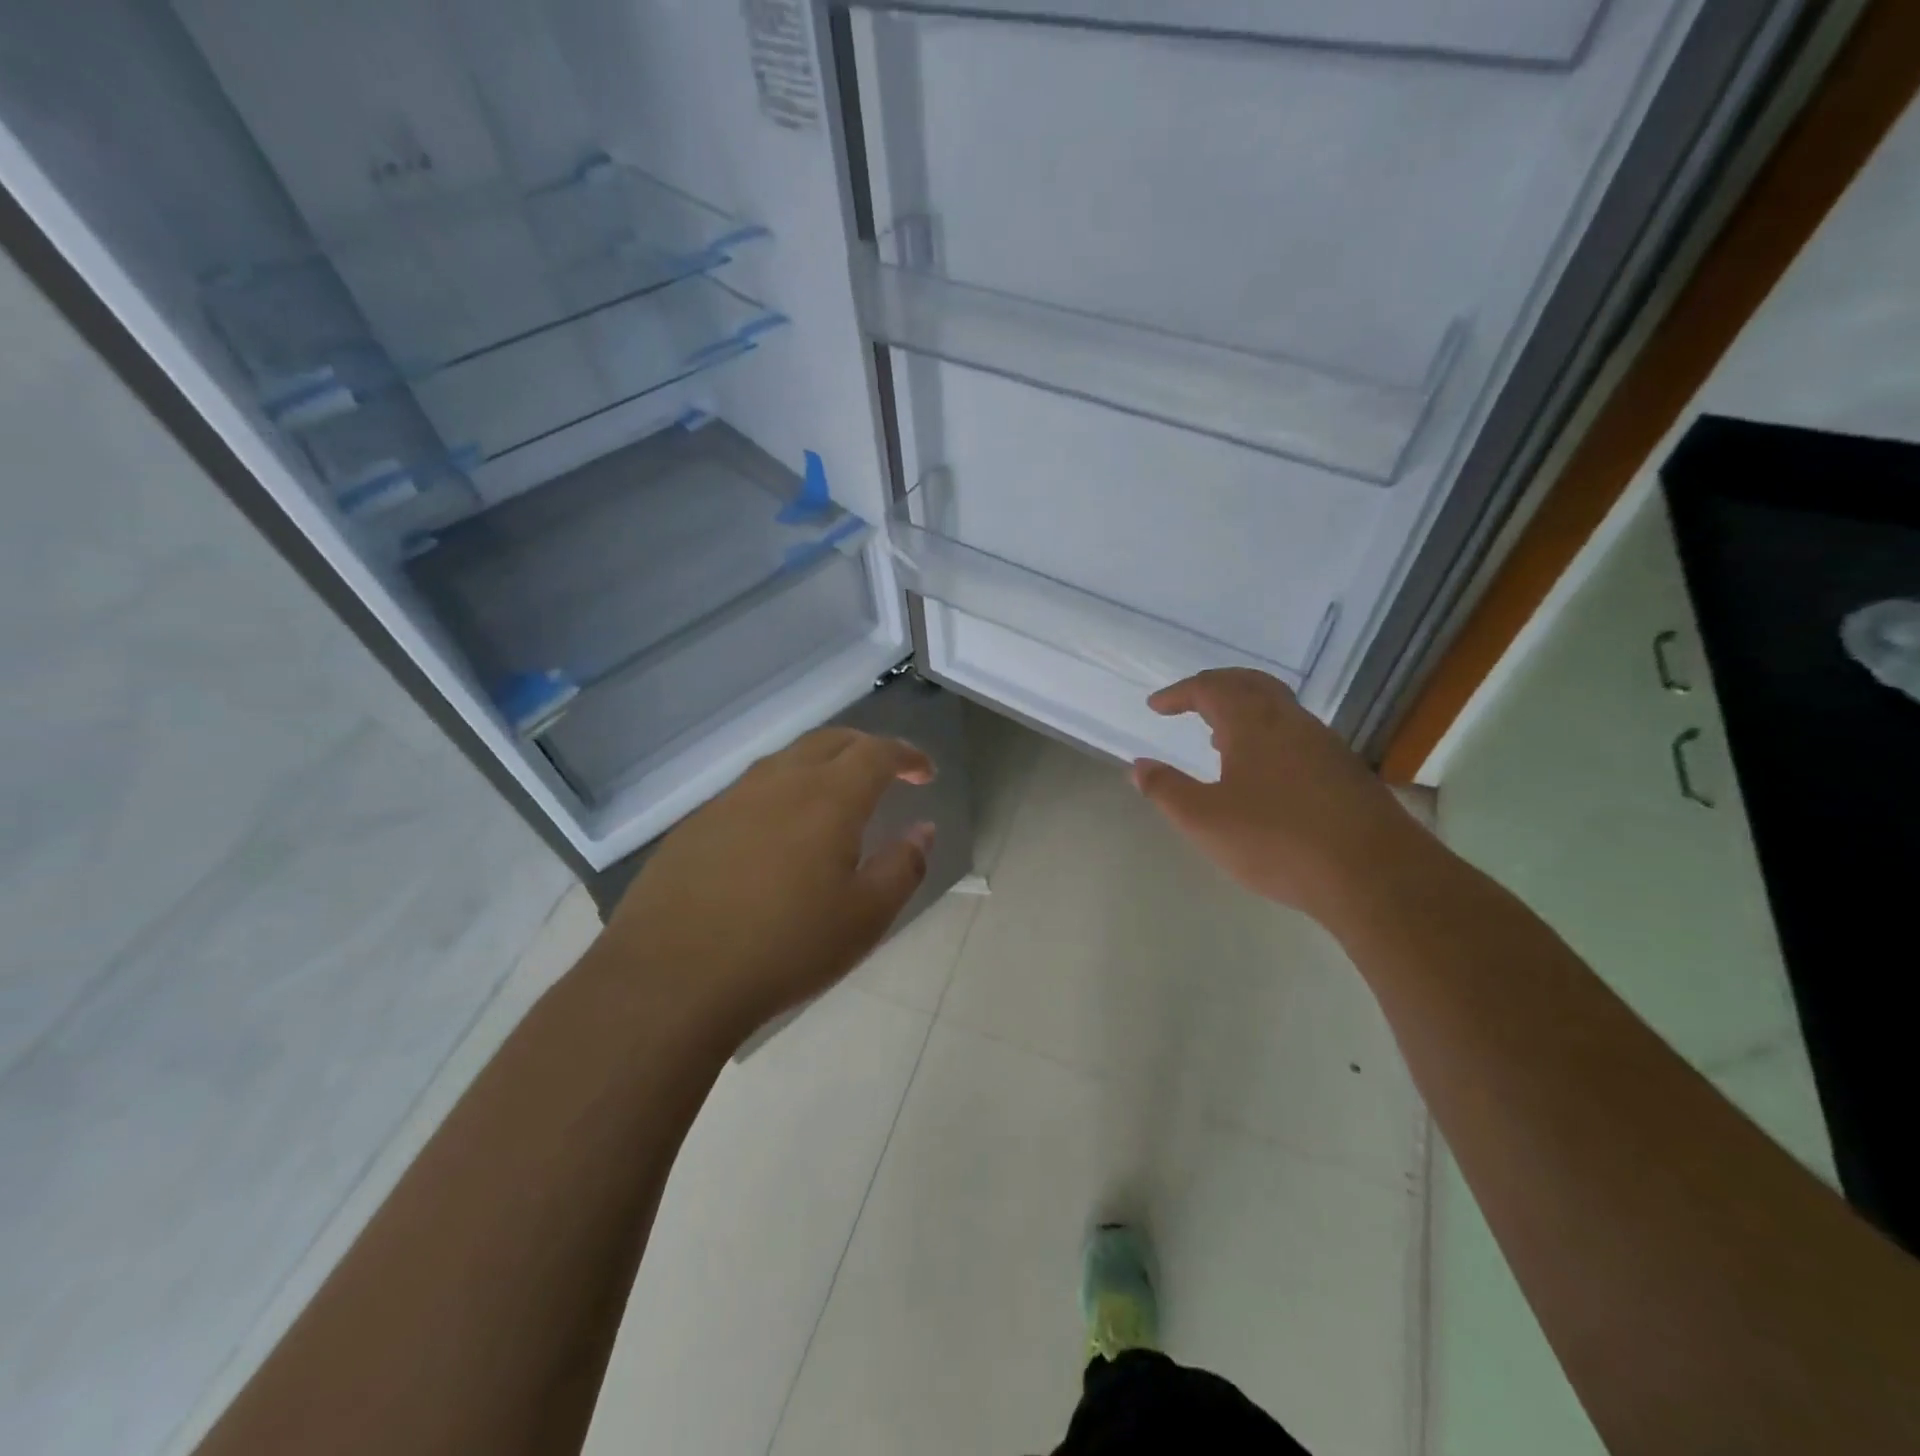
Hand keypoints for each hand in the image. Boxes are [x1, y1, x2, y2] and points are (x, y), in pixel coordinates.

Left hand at [603, 728, 934, 1044]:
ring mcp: (731, 799)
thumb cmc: (784, 948)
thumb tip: (922, 829)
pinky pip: (752, 788)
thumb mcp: (865, 917)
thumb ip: (902, 866)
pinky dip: (782, 790)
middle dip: (866, 748)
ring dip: (821, 765)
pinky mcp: (696, 824)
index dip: (906, 755)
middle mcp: (779, 782)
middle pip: (830, 741)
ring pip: (787, 760)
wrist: (670, 979)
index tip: (925, 772)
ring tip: (835, 797)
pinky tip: (778, 831)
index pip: (876, 752)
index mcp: (827, 797)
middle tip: (886, 772)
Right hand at [1131, 668, 1421, 922]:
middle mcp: (1291, 721)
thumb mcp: (1204, 820)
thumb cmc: (1276, 840)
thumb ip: (1166, 790)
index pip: (1210, 688)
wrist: (1374, 875)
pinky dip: (1267, 735)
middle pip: (1250, 684)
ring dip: (1243, 712)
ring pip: (1278, 709)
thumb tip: (1138, 766)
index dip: (1179, 693)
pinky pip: (1296, 734)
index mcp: (1253, 723)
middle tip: (1190, 702)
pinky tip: (1261, 774)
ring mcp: (1324, 744)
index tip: (1156, 706)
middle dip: (1215, 687)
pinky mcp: (1345, 771)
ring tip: (1218, 739)